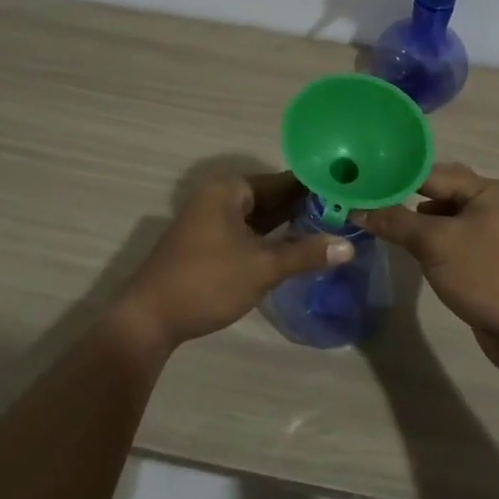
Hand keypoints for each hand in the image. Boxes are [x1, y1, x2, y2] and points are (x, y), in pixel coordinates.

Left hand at [113, 171, 352, 352]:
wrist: (148, 319)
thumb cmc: (207, 282)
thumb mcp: (262, 267)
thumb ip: (305, 253)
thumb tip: (349, 246)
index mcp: (229, 189)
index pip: (283, 180)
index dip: (316, 187)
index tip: (349, 192)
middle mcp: (219, 196)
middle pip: (271, 196)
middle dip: (305, 206)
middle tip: (347, 213)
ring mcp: (211, 220)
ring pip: (260, 216)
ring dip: (289, 223)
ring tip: (331, 228)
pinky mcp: (209, 243)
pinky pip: (249, 231)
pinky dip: (271, 237)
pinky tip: (297, 246)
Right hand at [352, 163, 498, 374]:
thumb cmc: (482, 274)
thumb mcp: (434, 242)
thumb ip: (395, 221)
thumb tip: (356, 208)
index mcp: (480, 188)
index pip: (427, 172)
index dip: (392, 175)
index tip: (357, 180)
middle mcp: (482, 202)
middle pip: (431, 189)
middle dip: (399, 194)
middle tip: (360, 197)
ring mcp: (479, 229)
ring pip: (435, 214)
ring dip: (407, 216)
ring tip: (370, 217)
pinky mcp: (474, 255)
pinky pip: (440, 236)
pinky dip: (419, 236)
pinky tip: (398, 242)